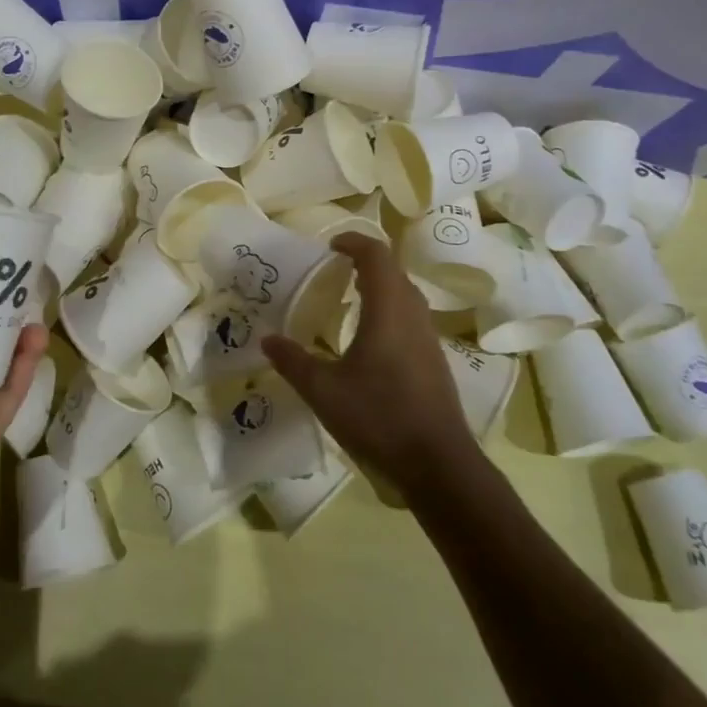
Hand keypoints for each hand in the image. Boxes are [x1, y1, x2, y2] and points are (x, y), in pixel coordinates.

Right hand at [263, 232, 472, 492]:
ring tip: (348, 298)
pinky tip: (369, 338)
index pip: (376, 255)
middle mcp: (413, 314)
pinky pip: (410, 317)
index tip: (330, 245)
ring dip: (379, 286)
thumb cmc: (378, 417)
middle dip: (365, 262)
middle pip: (393, 271)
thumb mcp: (323, 391)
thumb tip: (267, 339)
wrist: (438, 464)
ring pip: (405, 294)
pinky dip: (389, 310)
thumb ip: (293, 361)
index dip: (354, 242)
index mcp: (387, 310)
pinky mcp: (434, 360)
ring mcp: (429, 337)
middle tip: (334, 270)